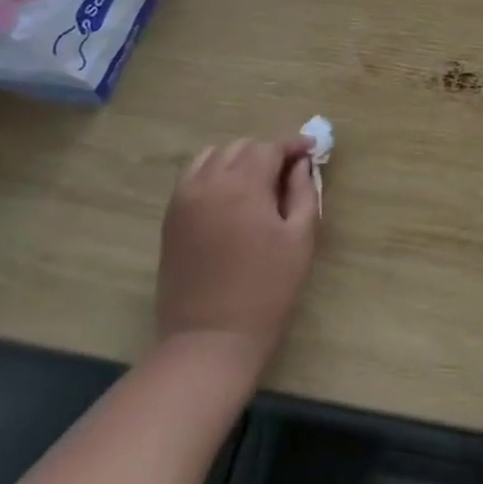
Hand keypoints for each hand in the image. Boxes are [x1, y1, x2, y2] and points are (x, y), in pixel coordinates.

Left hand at [156, 136, 318, 373]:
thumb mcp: (300, 239)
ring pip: (212, 157)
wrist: (211, 338)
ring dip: (238, 160)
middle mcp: (209, 183)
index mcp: (243, 185)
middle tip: (289, 173)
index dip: (293, 145)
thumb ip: (303, 193)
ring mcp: (184, 199)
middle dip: (267, 152)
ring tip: (258, 182)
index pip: (269, 147)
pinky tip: (230, 197)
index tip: (311, 150)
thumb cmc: (267, 289)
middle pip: (240, 147)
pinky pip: (193, 177)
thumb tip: (300, 165)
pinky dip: (214, 174)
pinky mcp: (171, 218)